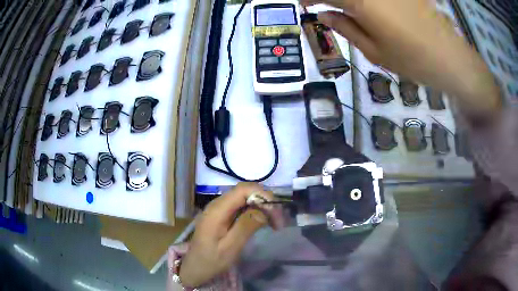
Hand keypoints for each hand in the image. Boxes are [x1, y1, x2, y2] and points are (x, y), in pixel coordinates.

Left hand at [179, 183, 281, 287]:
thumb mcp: (230, 247)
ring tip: (274, 222)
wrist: (195, 267)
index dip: (262, 195)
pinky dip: (254, 210)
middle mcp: (217, 204)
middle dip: (265, 201)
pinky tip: (261, 222)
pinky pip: (240, 205)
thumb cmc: (211, 260)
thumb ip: (246, 226)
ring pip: (244, 197)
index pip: (243, 190)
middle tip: (278, 221)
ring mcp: (218, 208)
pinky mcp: (221, 214)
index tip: (276, 213)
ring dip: (261, 206)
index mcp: (217, 210)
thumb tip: (264, 209)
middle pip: (245, 191)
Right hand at [302, 0, 500, 119]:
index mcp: (361, 3)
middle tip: (322, 4)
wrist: (451, 57)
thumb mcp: (375, 52)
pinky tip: (368, 8)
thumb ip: (346, 29)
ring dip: (348, 0)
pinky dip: (365, 1)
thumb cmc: (413, 60)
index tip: (303, 4)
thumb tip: (323, 15)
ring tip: (345, 9)